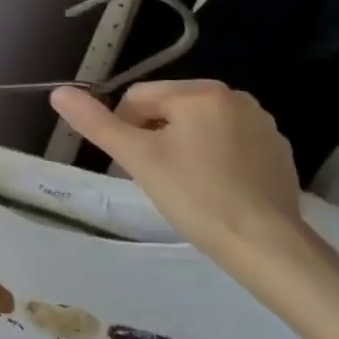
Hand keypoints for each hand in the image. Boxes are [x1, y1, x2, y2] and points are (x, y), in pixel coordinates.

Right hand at [51, 80, 326, 284]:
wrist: (267, 246)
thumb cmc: (196, 197)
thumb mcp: (139, 159)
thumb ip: (97, 124)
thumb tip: (59, 92)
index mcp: (199, 91)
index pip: (139, 97)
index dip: (126, 129)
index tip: (132, 166)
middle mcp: (234, 96)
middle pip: (172, 108)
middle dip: (157, 137)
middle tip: (158, 178)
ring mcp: (262, 123)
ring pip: (201, 125)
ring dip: (186, 146)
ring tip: (188, 186)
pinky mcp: (278, 150)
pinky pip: (232, 143)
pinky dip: (218, 159)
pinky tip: (218, 190)